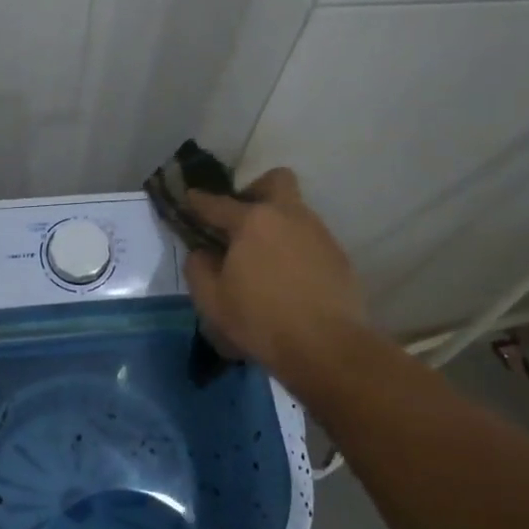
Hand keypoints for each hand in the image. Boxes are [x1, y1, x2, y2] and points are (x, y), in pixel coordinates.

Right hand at [183, 168, 371, 383]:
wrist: (327, 347)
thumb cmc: (261, 320)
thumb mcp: (212, 300)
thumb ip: (198, 268)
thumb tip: (202, 252)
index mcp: (252, 222)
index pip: (218, 203)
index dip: (199, 200)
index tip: (190, 198)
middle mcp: (288, 216)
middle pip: (275, 181)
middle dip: (256, 190)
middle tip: (241, 220)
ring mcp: (318, 234)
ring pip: (295, 211)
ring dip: (277, 224)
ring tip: (263, 258)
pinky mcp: (338, 256)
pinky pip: (310, 239)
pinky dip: (295, 249)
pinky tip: (287, 278)